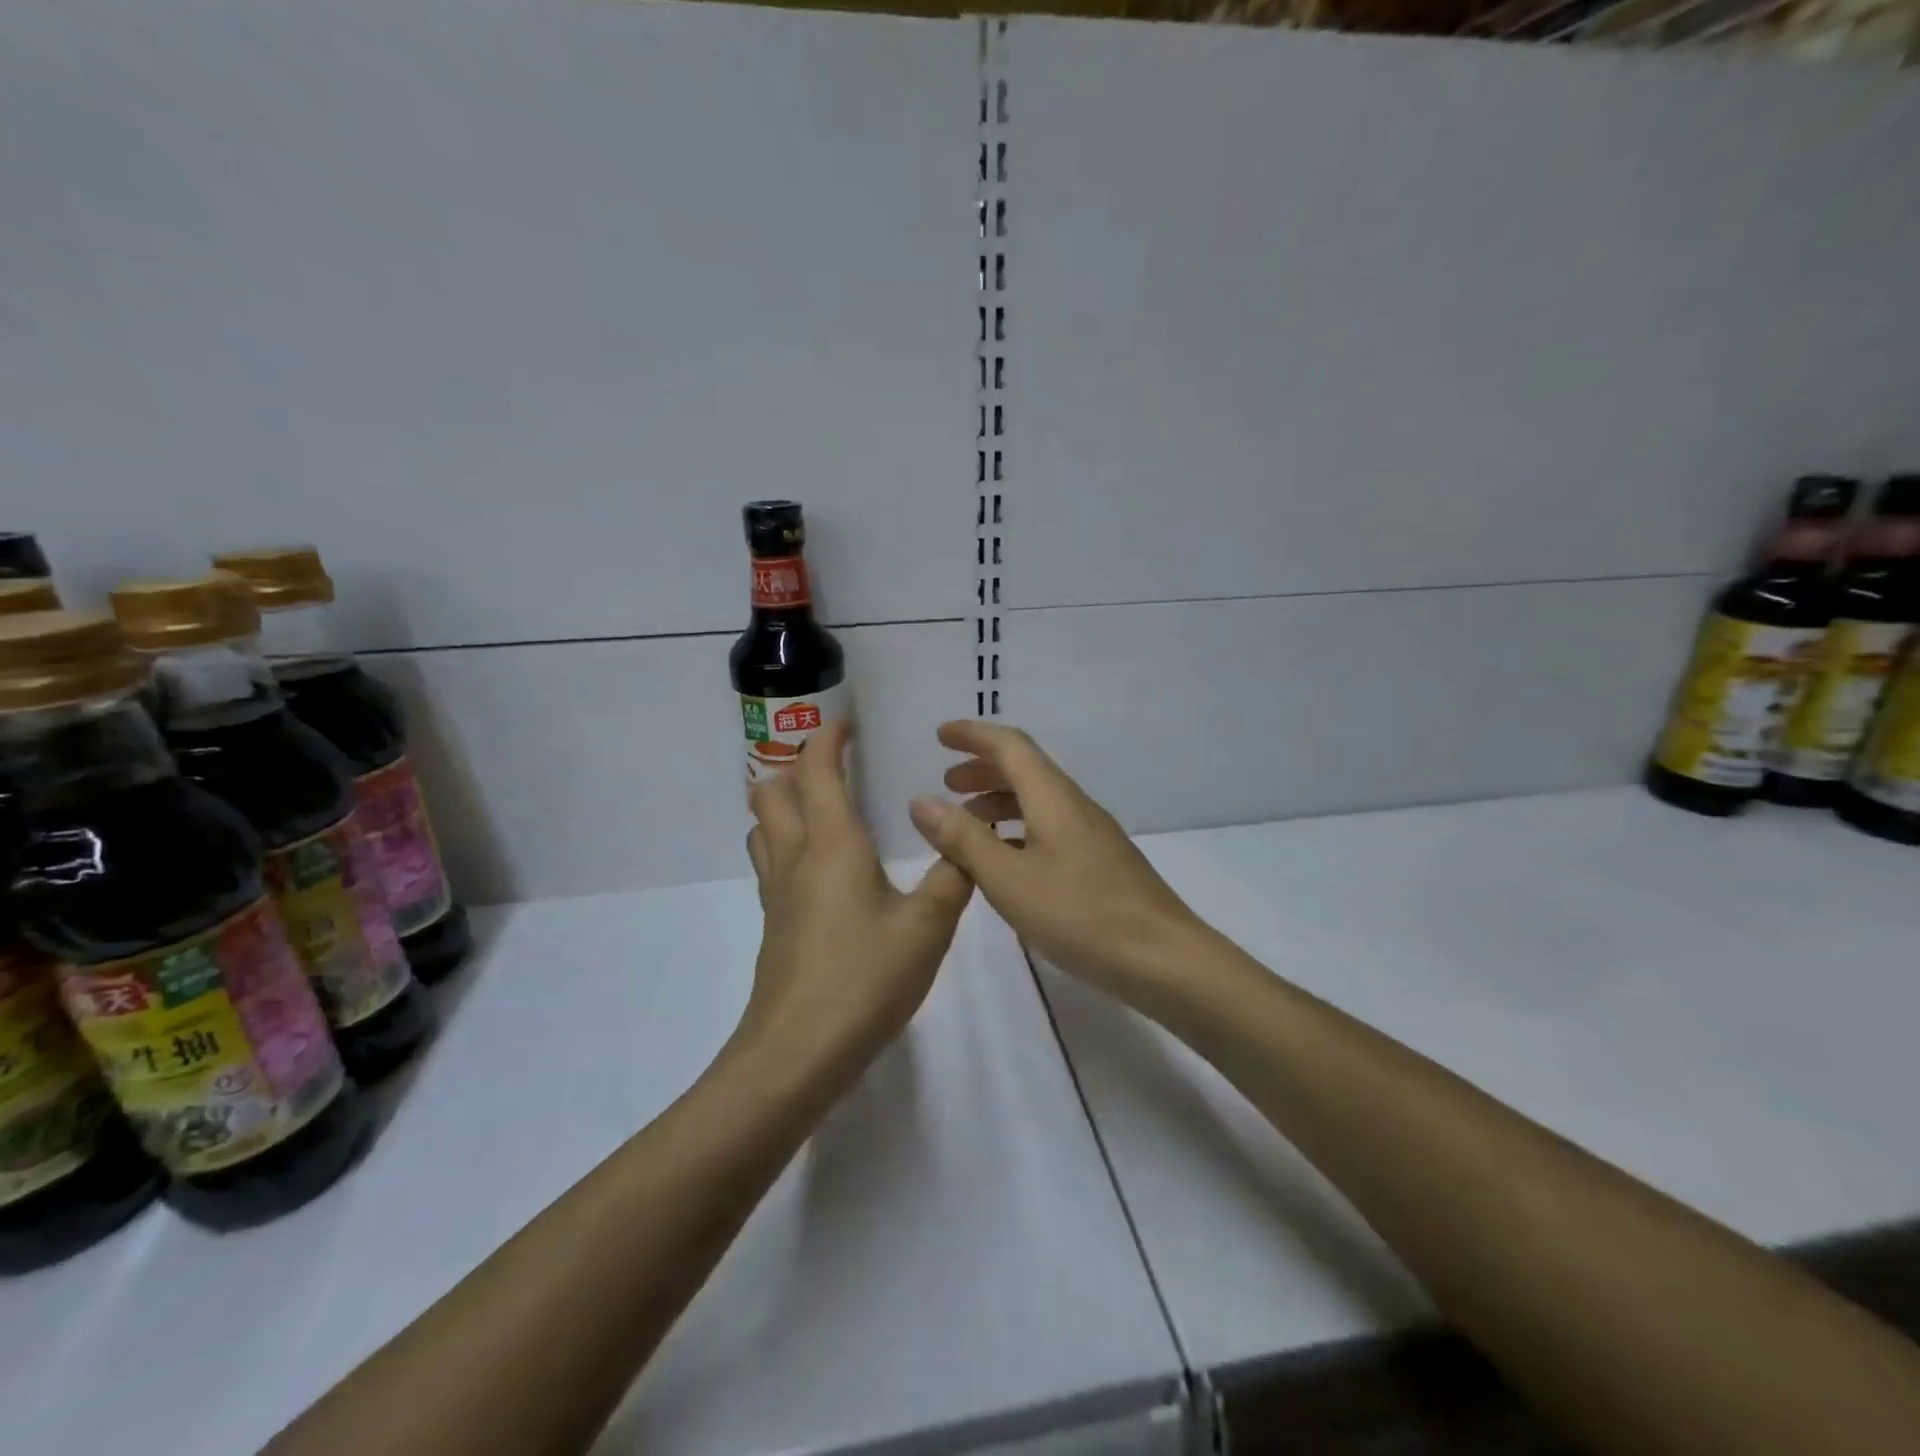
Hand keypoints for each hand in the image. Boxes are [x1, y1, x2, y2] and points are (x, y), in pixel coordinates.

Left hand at [743, 720, 973, 1069]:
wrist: (798, 1053)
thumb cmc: (864, 979)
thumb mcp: (928, 927)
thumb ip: (953, 878)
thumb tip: (966, 843)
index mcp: (832, 844)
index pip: (817, 771)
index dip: (826, 739)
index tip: (845, 724)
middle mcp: (796, 858)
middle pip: (771, 791)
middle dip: (796, 766)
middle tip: (833, 765)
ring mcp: (777, 894)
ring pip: (763, 827)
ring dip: (783, 804)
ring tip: (821, 807)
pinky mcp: (774, 925)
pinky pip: (771, 863)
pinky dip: (786, 843)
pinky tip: (821, 869)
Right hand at [908, 721, 1213, 1002]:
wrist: (1163, 959)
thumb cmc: (1080, 914)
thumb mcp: (1009, 879)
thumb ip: (963, 839)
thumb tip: (921, 800)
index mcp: (1053, 797)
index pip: (1010, 745)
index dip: (973, 735)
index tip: (939, 735)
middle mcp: (1074, 805)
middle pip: (1025, 769)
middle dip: (982, 769)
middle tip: (947, 783)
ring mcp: (1091, 834)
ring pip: (1037, 800)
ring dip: (999, 802)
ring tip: (967, 824)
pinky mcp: (1099, 862)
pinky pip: (1049, 827)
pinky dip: (1018, 830)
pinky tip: (1006, 860)